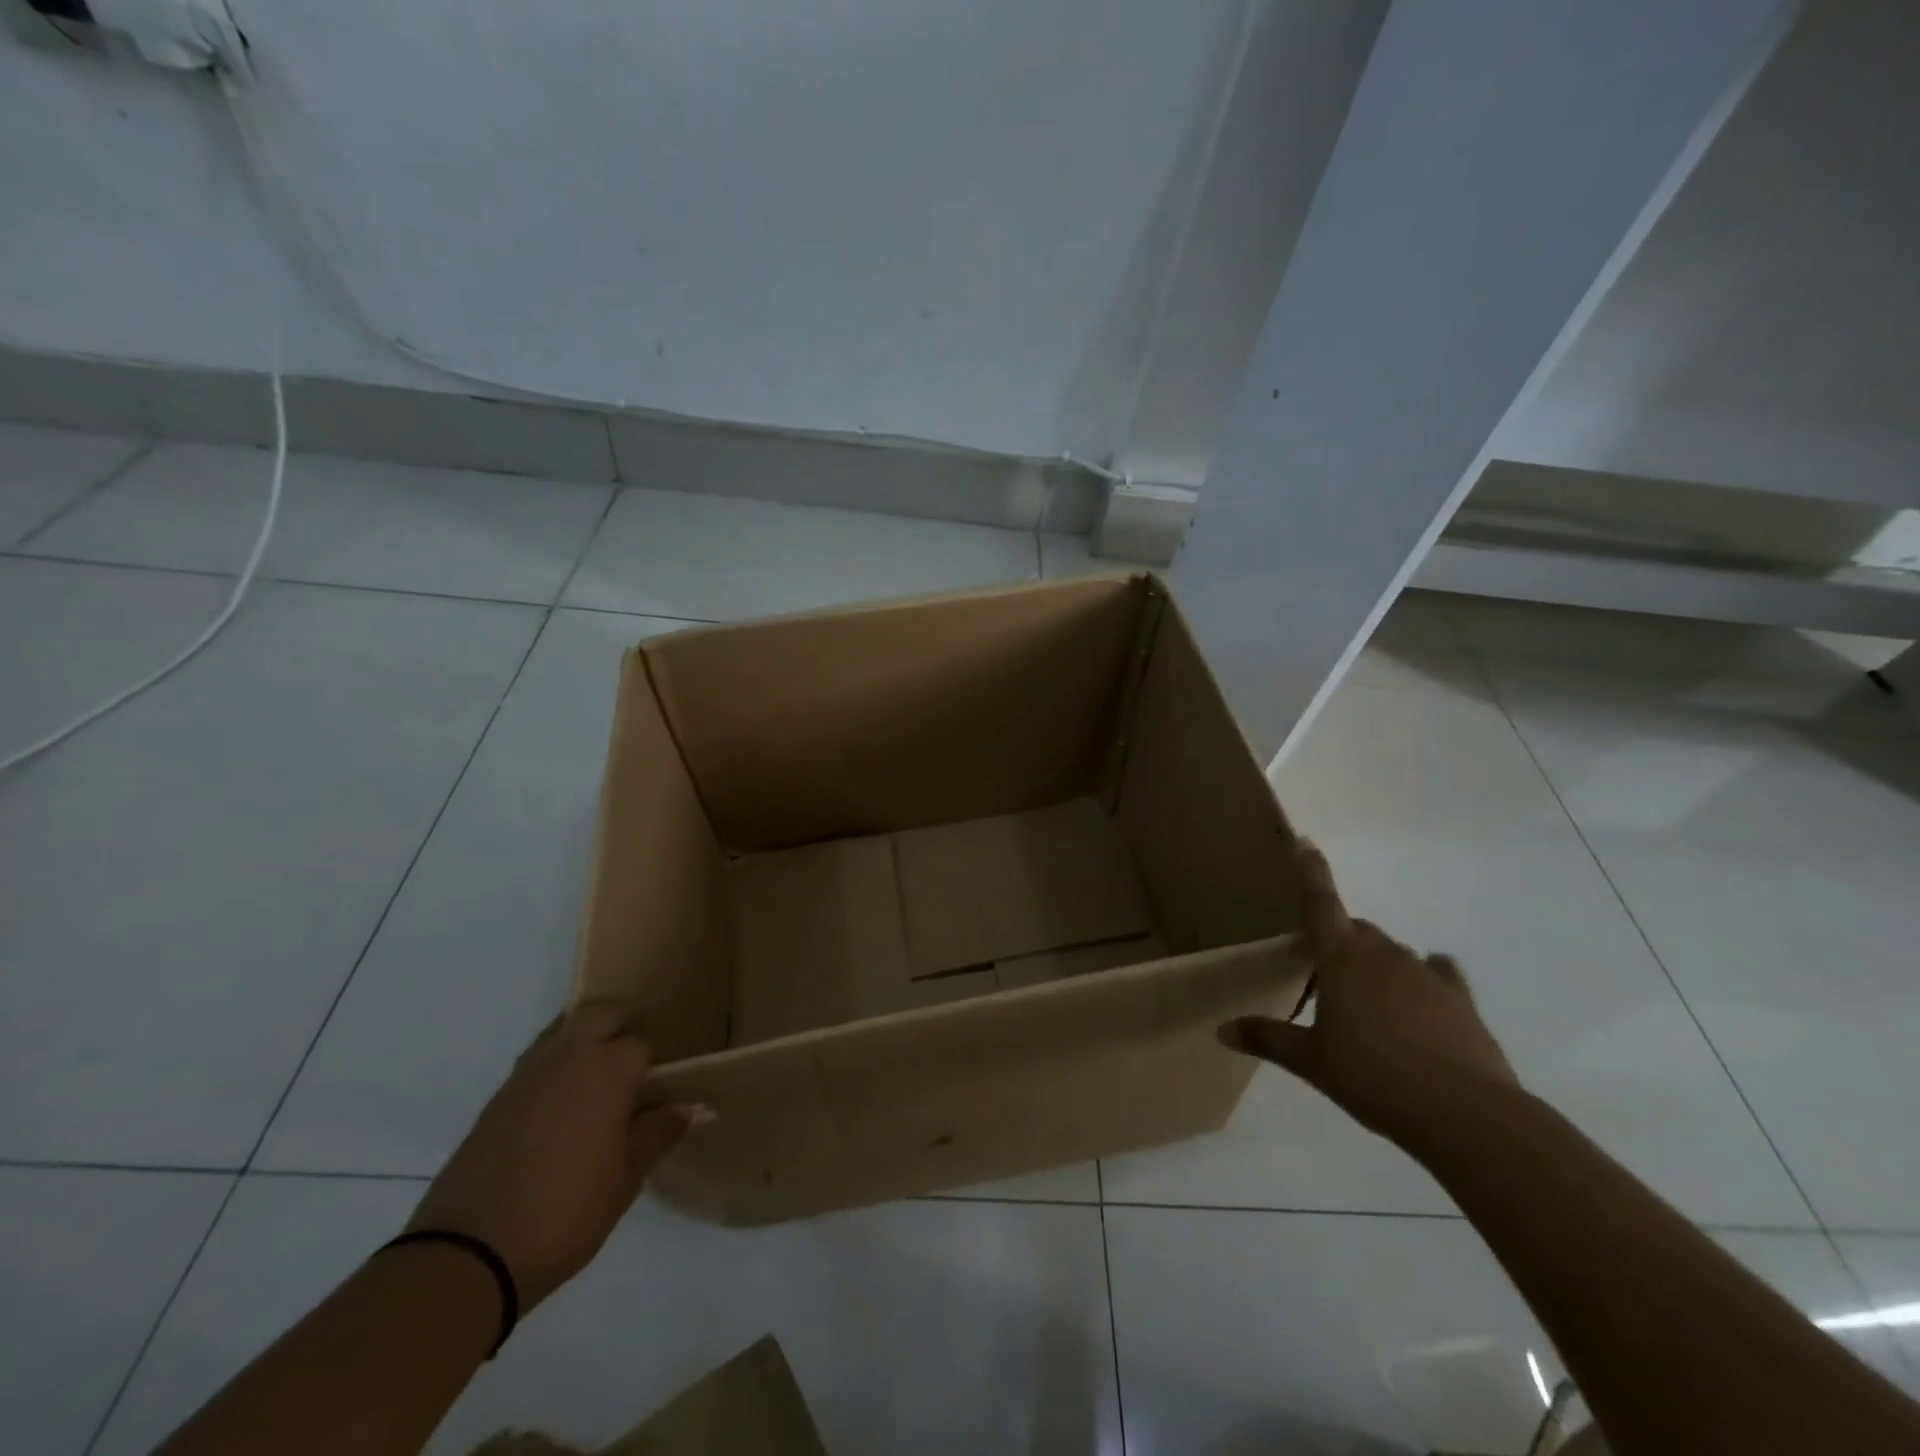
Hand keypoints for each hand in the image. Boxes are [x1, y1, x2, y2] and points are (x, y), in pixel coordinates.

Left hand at [406, 1003, 709, 1308]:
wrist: (468, 1254)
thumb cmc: (565, 1211)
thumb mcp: (626, 1177)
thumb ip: (661, 1133)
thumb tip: (702, 1108)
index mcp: (609, 1069)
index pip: (641, 1042)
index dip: (652, 1061)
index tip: (659, 1085)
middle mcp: (569, 1056)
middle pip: (601, 1013)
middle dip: (620, 1026)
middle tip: (633, 1064)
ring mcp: (527, 1074)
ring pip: (564, 1028)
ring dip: (584, 1038)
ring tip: (596, 1078)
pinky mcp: (497, 1098)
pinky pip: (536, 1059)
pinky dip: (554, 1065)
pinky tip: (560, 1105)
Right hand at [1220, 842, 1518, 1147]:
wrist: (1464, 1112)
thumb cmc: (1373, 1077)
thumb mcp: (1312, 1062)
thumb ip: (1268, 1038)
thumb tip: (1221, 1030)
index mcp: (1341, 960)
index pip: (1320, 904)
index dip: (1310, 871)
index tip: (1304, 840)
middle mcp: (1382, 955)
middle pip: (1356, 930)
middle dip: (1339, 939)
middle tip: (1325, 973)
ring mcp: (1424, 974)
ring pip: (1392, 952)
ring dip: (1376, 964)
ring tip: (1369, 1003)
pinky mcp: (1459, 998)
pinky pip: (1437, 973)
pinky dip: (1424, 978)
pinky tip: (1422, 1000)